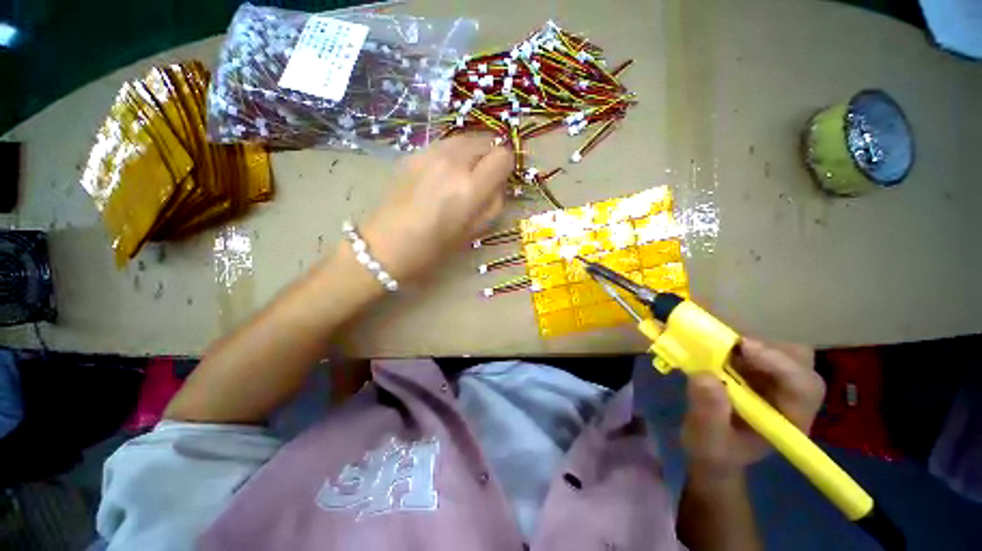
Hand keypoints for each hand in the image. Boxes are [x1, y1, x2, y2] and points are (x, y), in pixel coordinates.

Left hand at [359, 133, 513, 281]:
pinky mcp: (413, 153)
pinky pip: (444, 144)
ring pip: (464, 138)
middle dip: (490, 155)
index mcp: (470, 187)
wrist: (388, 243)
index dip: (506, 166)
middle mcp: (453, 162)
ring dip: (471, 152)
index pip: (503, 155)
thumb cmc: (435, 246)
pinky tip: (441, 174)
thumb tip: (498, 183)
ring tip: (463, 174)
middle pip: (486, 139)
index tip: (500, 179)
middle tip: (483, 176)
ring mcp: (430, 153)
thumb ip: (494, 203)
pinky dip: (452, 154)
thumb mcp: (474, 231)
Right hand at [681, 338, 824, 473]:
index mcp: (791, 418)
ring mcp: (773, 377)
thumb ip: (708, 413)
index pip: (803, 386)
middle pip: (796, 358)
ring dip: (743, 338)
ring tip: (711, 340)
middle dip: (762, 346)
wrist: (712, 445)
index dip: (779, 362)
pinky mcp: (756, 366)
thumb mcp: (707, 440)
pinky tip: (710, 340)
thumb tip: (705, 376)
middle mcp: (790, 393)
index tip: (742, 347)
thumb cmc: (714, 449)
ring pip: (773, 345)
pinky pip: (751, 343)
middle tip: (724, 342)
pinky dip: (731, 337)